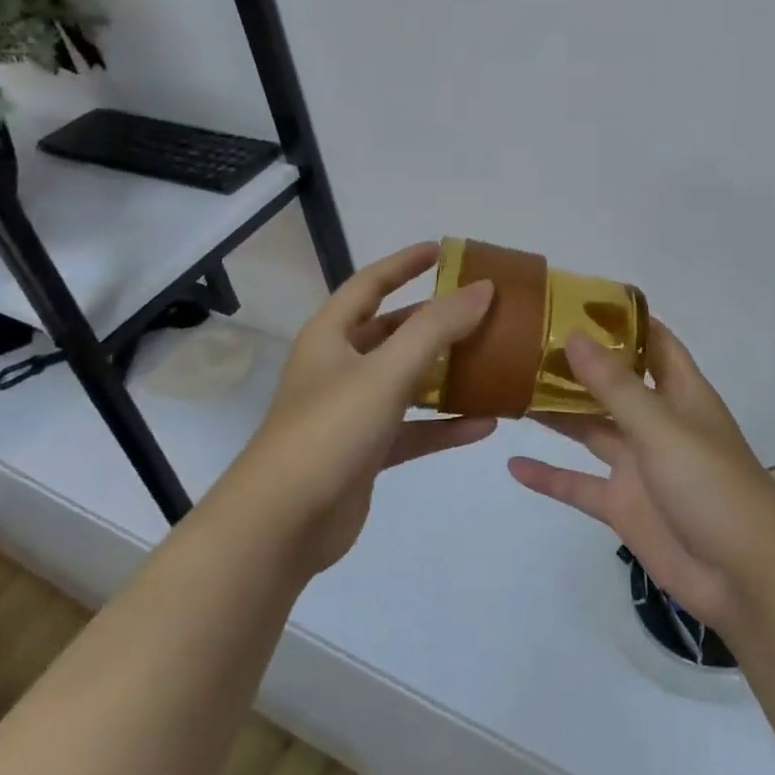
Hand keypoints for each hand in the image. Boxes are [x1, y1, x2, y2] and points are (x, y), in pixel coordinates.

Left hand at [216, 242, 496, 577]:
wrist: (282, 524)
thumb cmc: (330, 430)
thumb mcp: (386, 371)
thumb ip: (437, 328)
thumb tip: (483, 289)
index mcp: (331, 336)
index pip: (370, 284)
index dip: (404, 263)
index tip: (442, 250)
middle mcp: (339, 367)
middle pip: (392, 332)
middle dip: (434, 321)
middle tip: (479, 310)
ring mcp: (352, 412)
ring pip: (406, 382)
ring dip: (446, 374)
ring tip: (492, 362)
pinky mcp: (365, 453)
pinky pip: (413, 429)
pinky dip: (444, 425)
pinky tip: (485, 424)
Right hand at [508, 323, 774, 632]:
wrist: (746, 579)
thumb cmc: (713, 486)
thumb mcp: (662, 428)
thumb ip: (615, 385)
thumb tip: (574, 334)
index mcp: (679, 393)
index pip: (652, 342)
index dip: (621, 320)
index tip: (576, 299)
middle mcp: (657, 422)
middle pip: (611, 383)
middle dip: (575, 364)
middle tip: (525, 342)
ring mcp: (639, 465)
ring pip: (590, 429)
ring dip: (557, 413)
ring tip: (510, 389)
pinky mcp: (624, 506)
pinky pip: (579, 485)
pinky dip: (549, 476)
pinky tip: (513, 463)